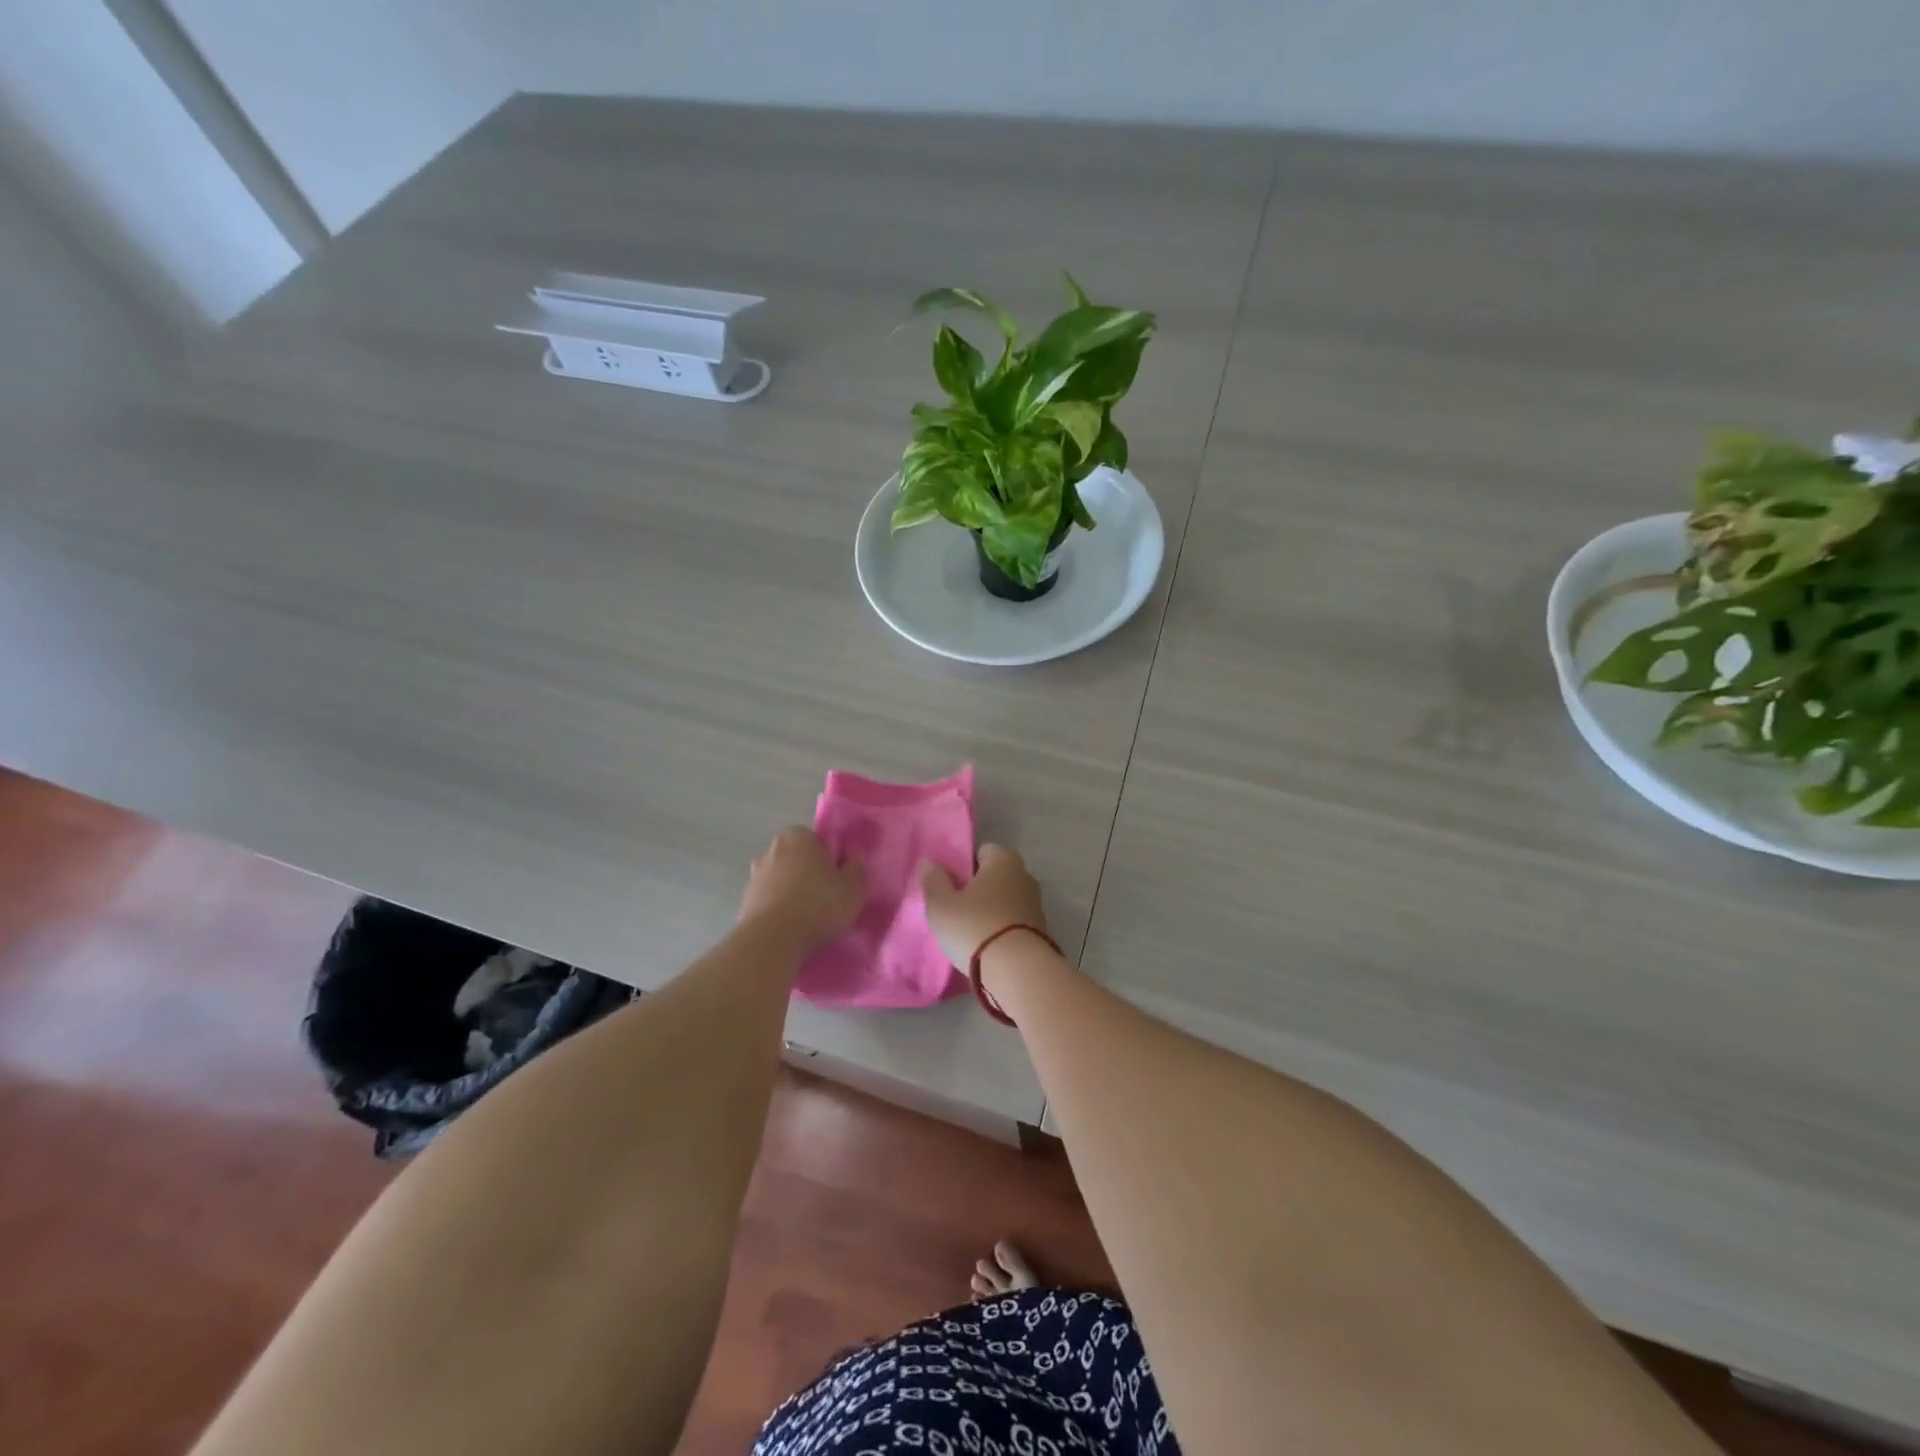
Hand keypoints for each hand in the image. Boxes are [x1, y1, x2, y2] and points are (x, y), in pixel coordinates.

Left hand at [739, 827, 863, 951]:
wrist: (772, 940)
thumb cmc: (818, 905)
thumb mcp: (852, 889)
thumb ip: (855, 868)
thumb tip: (853, 857)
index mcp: (798, 837)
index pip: (815, 840)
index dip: (827, 858)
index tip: (835, 879)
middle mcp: (771, 849)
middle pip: (795, 858)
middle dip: (806, 872)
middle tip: (823, 896)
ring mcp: (754, 875)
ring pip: (780, 878)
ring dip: (789, 890)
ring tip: (805, 916)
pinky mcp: (744, 900)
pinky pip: (768, 899)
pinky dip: (777, 907)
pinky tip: (789, 926)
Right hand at [919, 844, 1048, 968]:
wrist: (1017, 971)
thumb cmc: (974, 927)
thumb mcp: (941, 904)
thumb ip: (933, 880)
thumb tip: (929, 863)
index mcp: (1003, 860)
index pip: (983, 851)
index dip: (966, 865)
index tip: (952, 885)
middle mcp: (1024, 875)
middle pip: (997, 876)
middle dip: (981, 887)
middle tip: (959, 907)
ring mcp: (1036, 904)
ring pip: (1008, 899)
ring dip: (993, 910)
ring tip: (972, 930)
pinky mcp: (1041, 931)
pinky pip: (1016, 922)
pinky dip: (1004, 929)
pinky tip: (989, 946)